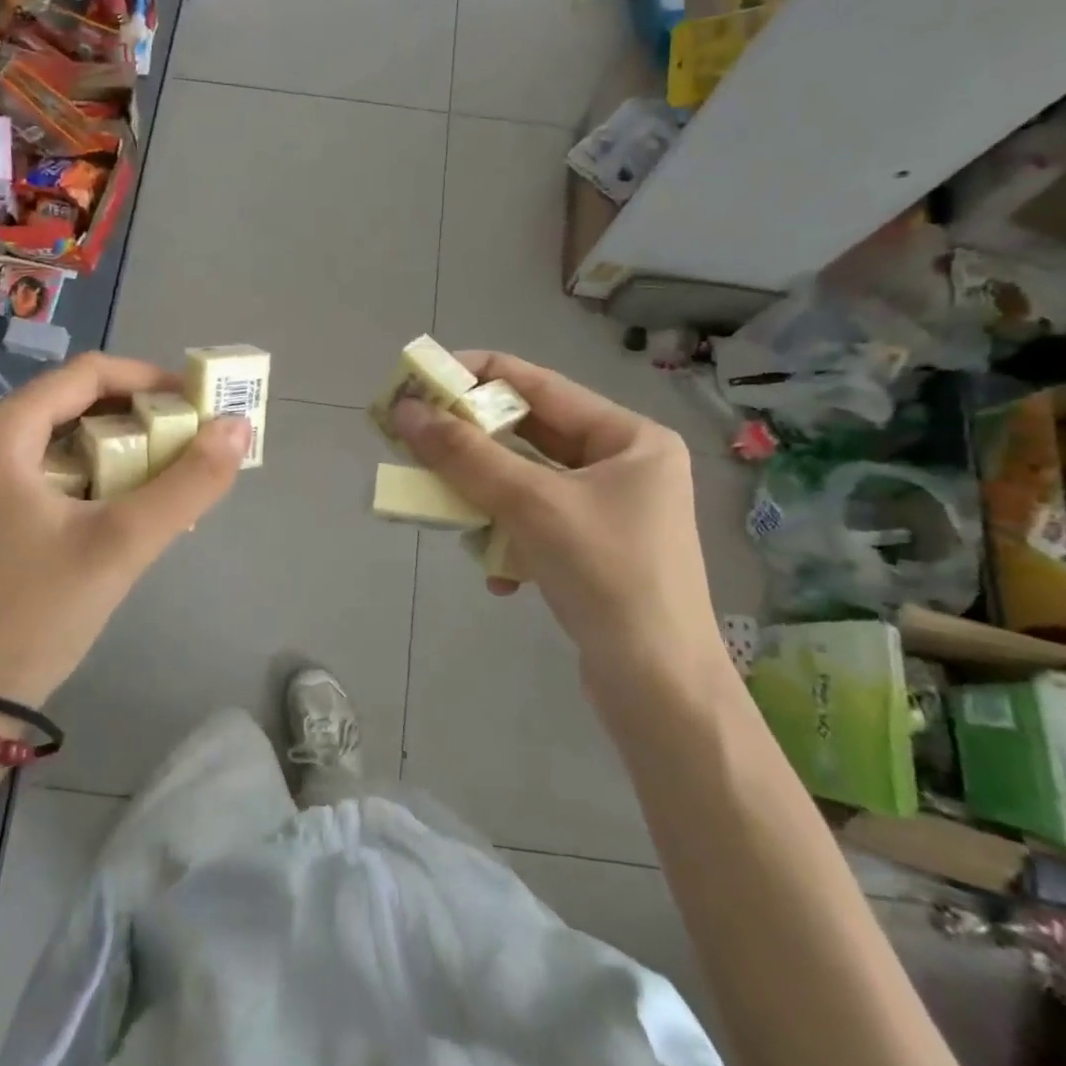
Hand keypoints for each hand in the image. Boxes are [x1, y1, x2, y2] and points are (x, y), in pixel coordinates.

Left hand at [0, 353, 251, 708]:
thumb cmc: (36, 616)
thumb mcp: (122, 545)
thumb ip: (188, 483)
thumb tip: (238, 427)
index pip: (84, 374)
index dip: (148, 380)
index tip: (196, 404)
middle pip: (68, 404)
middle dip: (134, 417)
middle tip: (185, 441)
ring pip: (53, 440)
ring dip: (112, 448)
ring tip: (161, 475)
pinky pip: (36, 472)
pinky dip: (83, 476)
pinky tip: (116, 506)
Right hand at [391, 351, 716, 669]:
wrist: (659, 690)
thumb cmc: (608, 577)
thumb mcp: (532, 506)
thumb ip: (466, 456)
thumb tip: (406, 411)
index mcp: (629, 437)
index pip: (539, 384)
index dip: (476, 376)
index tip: (420, 378)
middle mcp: (623, 465)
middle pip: (530, 436)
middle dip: (472, 444)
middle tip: (415, 438)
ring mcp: (609, 511)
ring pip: (525, 483)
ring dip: (485, 499)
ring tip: (448, 513)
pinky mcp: (592, 551)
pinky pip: (534, 524)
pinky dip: (508, 541)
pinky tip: (499, 577)